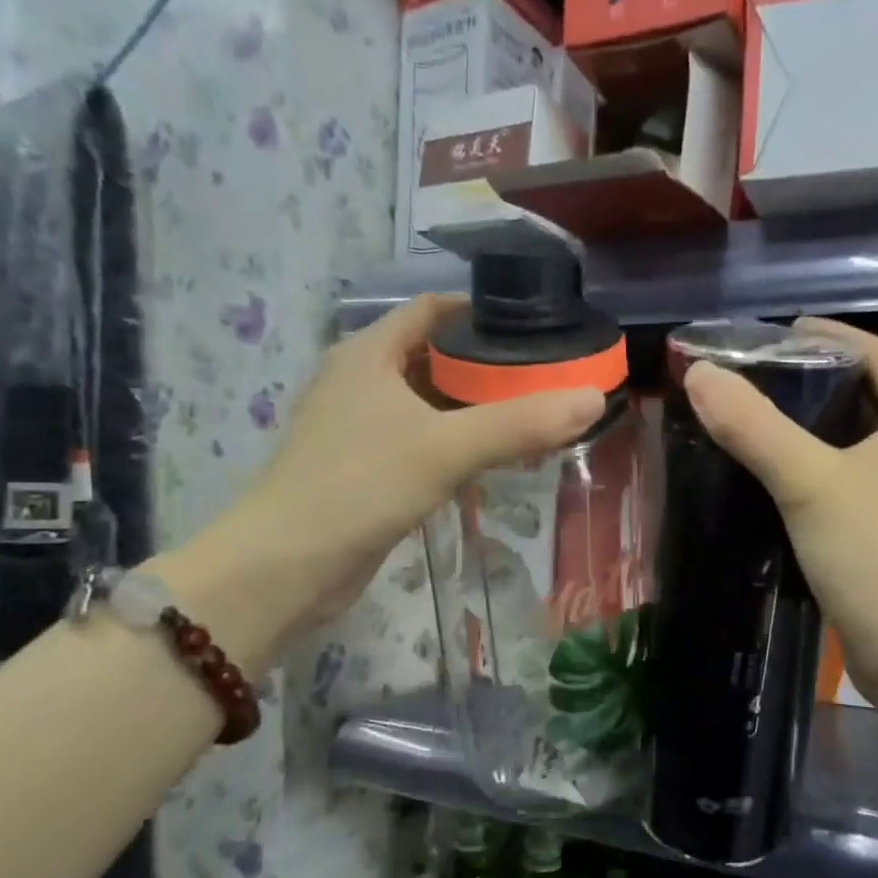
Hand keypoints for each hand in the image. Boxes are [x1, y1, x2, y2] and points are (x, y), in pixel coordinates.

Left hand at [176, 296, 602, 661]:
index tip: (535, 326)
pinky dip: (459, 442)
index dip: (482, 311)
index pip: (432, 310)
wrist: (286, 567)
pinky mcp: (367, 468)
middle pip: (436, 356)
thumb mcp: (445, 449)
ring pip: (431, 403)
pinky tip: (495, 458)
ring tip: (535, 414)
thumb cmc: (358, 487)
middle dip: (490, 365)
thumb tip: (592, 400)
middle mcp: (362, 380)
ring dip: (476, 407)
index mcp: (369, 354)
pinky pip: (424, 440)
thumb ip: (520, 424)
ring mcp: (361, 427)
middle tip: (548, 376)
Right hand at [682, 317, 877, 722]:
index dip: (826, 336)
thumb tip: (701, 374)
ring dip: (808, 431)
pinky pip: (851, 483)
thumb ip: (754, 426)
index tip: (772, 335)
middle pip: (865, 394)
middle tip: (748, 381)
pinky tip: (770, 482)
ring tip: (748, 424)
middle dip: (809, 383)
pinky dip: (814, 473)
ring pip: (855, 442)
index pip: (876, 352)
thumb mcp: (811, 483)